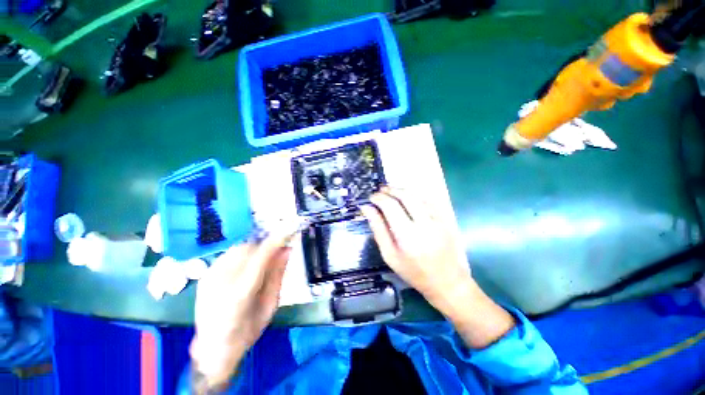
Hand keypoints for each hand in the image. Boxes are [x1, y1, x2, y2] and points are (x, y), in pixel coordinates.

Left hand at [189, 227, 295, 390]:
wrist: (212, 349)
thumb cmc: (247, 331)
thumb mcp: (270, 305)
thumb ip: (278, 275)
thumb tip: (287, 249)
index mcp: (240, 295)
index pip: (261, 257)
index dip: (277, 240)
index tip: (290, 229)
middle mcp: (221, 282)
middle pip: (249, 248)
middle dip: (266, 245)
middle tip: (279, 251)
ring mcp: (209, 277)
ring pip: (239, 248)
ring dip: (256, 249)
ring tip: (263, 261)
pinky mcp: (205, 276)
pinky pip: (229, 254)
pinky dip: (244, 255)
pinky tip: (247, 267)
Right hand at [361, 187, 514, 347]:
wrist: (447, 281)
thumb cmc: (414, 272)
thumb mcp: (389, 255)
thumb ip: (378, 229)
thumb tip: (367, 209)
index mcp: (407, 236)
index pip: (390, 206)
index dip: (378, 198)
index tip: (370, 198)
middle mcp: (424, 224)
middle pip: (405, 196)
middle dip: (390, 190)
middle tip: (379, 191)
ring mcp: (437, 220)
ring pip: (417, 195)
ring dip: (401, 190)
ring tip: (390, 191)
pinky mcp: (445, 219)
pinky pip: (427, 200)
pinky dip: (414, 195)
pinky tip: (406, 198)